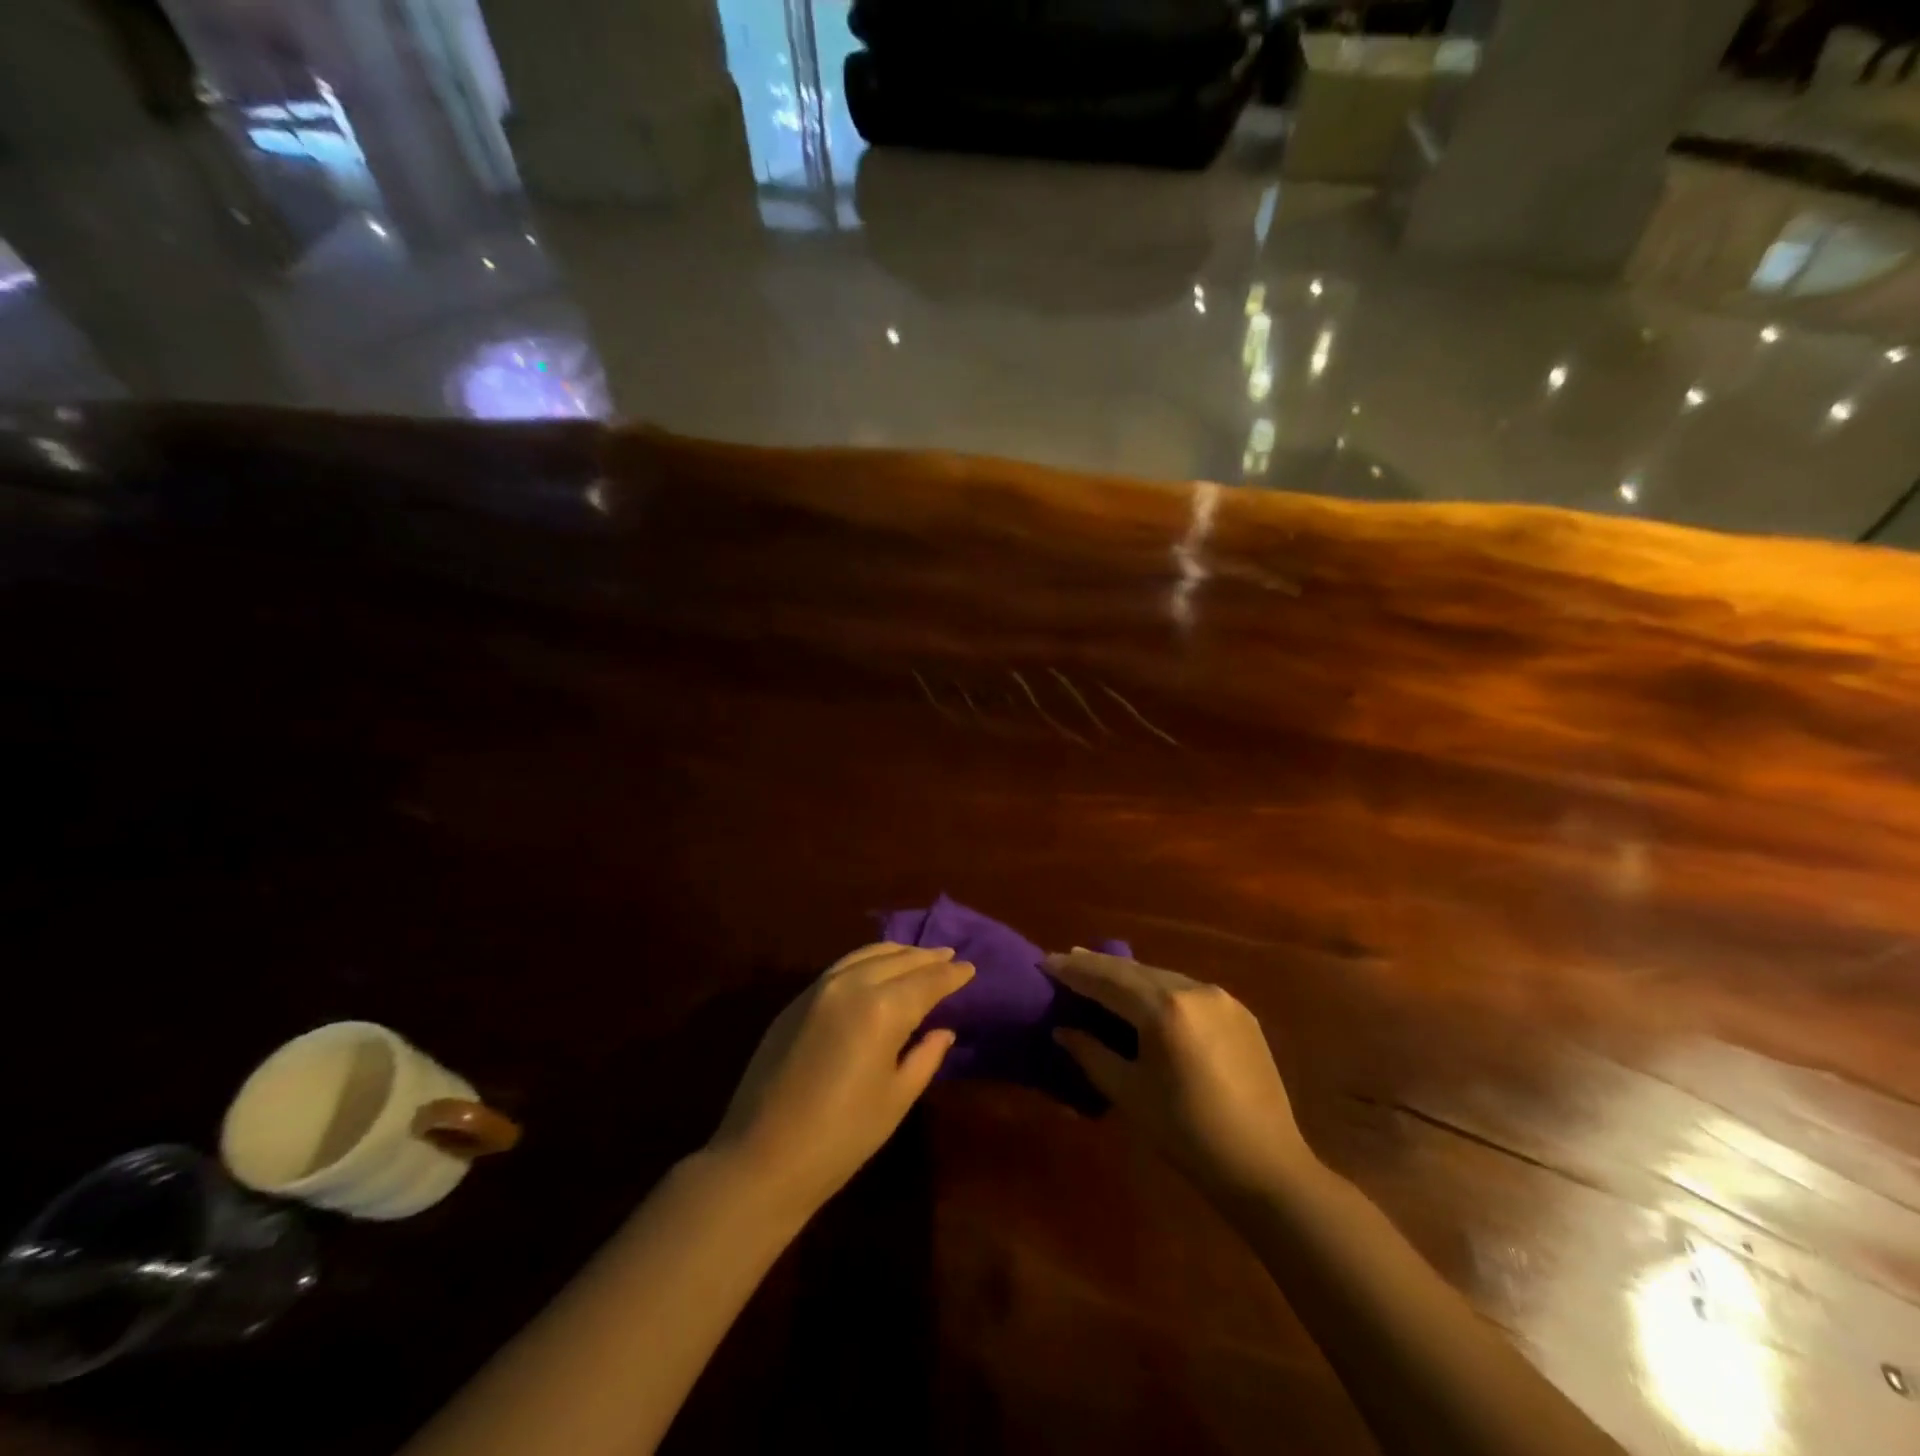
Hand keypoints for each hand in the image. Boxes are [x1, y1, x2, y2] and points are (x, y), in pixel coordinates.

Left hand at [710, 943, 973, 1213]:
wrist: (762, 1157)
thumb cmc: (842, 1136)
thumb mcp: (896, 1098)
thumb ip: (925, 1056)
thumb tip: (943, 1030)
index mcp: (882, 1008)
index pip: (927, 981)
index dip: (951, 975)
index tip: (970, 968)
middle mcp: (852, 985)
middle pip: (898, 959)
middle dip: (927, 957)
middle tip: (950, 956)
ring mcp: (819, 988)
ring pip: (867, 955)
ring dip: (897, 953)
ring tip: (918, 955)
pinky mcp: (797, 1000)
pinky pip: (842, 966)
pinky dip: (868, 961)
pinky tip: (877, 969)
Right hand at [1046, 950, 1311, 1197]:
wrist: (1265, 1165)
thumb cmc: (1187, 1134)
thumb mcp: (1129, 1094)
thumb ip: (1091, 1054)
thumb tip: (1063, 1029)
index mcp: (1164, 1009)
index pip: (1107, 980)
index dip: (1073, 971)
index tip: (1045, 962)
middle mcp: (1193, 989)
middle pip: (1134, 971)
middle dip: (1098, 966)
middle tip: (1067, 959)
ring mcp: (1221, 998)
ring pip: (1162, 976)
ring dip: (1129, 975)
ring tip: (1100, 973)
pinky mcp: (1239, 1012)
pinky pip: (1187, 990)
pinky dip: (1159, 988)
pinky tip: (1146, 996)